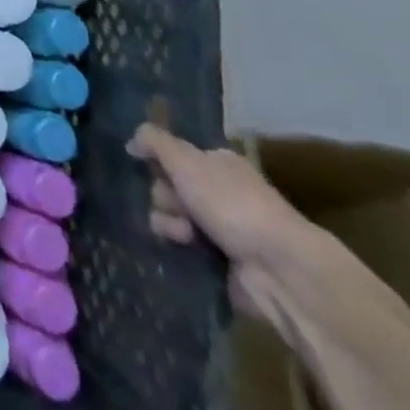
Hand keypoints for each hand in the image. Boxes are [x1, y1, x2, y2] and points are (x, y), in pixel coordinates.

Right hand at [128, 124, 305, 317]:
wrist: (279, 268)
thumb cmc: (231, 203)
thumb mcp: (184, 159)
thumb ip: (153, 141)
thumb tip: (131, 140)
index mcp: (218, 164)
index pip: (177, 155)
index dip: (160, 161)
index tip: (146, 167)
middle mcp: (222, 193)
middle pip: (172, 187)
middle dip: (164, 196)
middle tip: (174, 205)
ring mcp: (225, 230)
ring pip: (176, 219)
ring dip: (170, 224)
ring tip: (182, 235)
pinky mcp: (224, 264)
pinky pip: (188, 250)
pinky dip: (181, 249)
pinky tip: (182, 249)